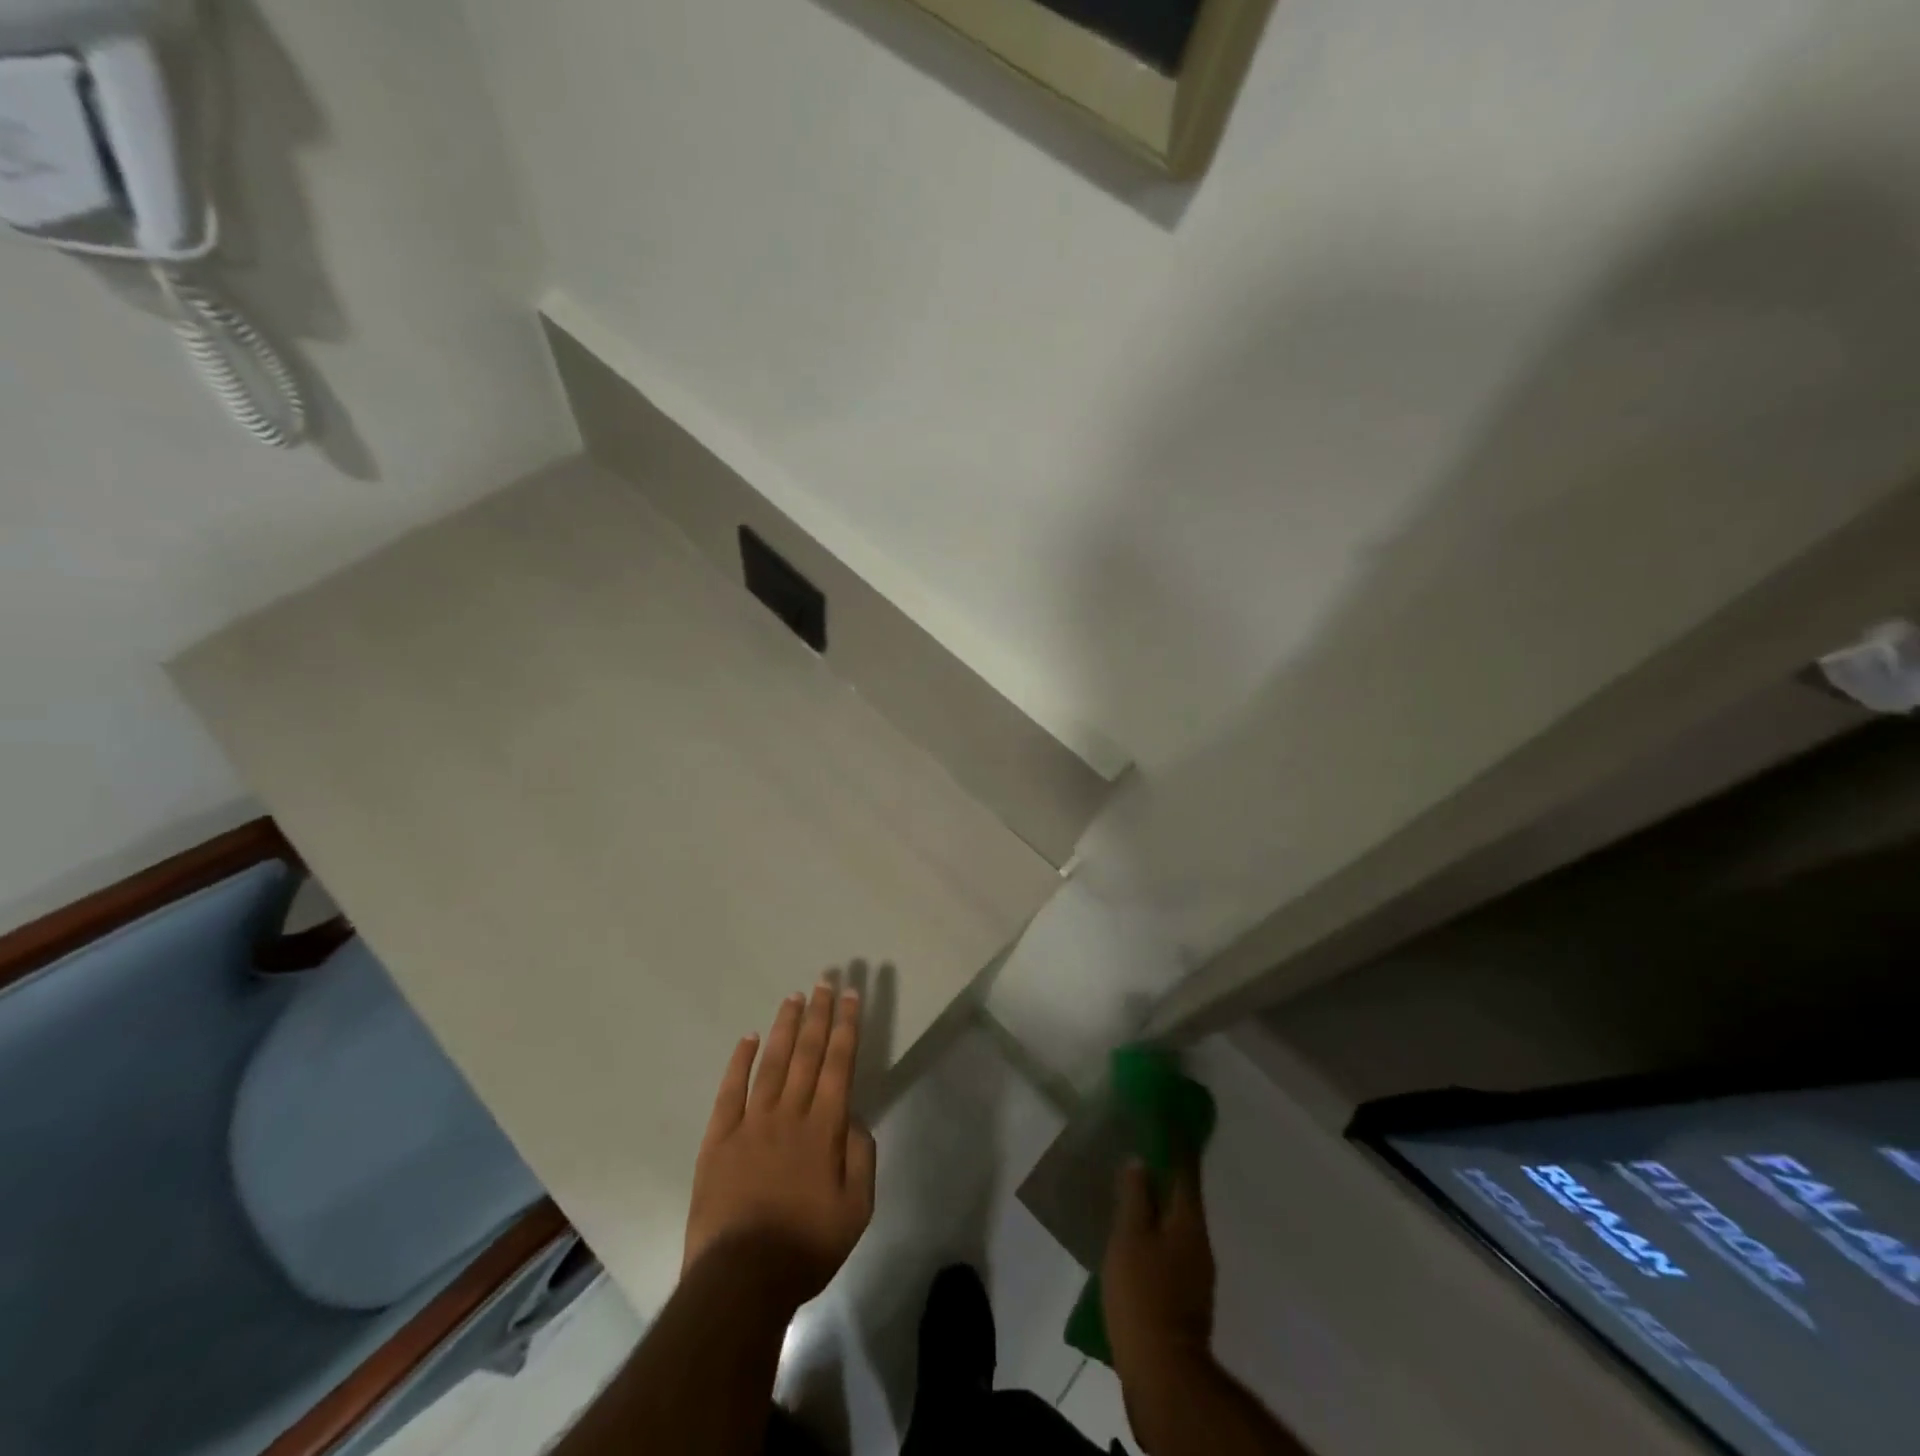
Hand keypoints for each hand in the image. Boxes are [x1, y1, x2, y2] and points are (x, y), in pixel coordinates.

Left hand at [683, 985, 877, 1310]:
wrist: (740, 1280)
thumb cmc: (805, 1247)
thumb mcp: (856, 1209)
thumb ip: (860, 1157)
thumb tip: (853, 1118)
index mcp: (824, 1129)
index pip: (839, 1064)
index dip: (846, 1027)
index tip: (850, 996)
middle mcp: (789, 1114)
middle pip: (807, 1053)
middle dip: (819, 1014)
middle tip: (826, 981)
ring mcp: (750, 1123)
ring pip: (771, 1062)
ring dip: (785, 1027)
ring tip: (794, 996)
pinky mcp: (718, 1139)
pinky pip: (730, 1091)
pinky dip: (740, 1061)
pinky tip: (748, 1038)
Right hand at [1103, 1158, 1216, 1444]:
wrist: (1164, 1372)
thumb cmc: (1143, 1294)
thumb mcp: (1130, 1237)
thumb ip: (1135, 1196)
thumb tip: (1140, 1160)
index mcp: (1188, 1220)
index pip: (1186, 1169)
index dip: (1176, 1143)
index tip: (1168, 1118)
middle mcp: (1199, 1241)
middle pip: (1184, 1197)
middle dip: (1166, 1174)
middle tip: (1141, 1152)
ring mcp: (1196, 1272)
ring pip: (1177, 1224)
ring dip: (1160, 1205)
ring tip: (1133, 1192)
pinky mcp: (1185, 1297)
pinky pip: (1171, 1248)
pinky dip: (1156, 1233)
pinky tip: (1137, 1238)